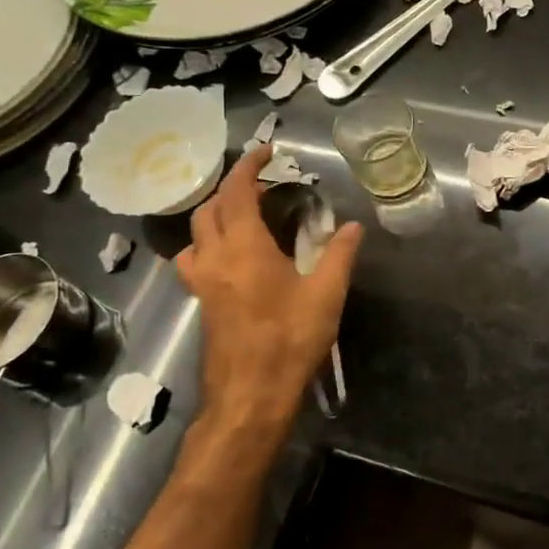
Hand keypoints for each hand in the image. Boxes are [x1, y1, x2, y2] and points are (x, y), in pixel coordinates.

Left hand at [174, 145, 362, 445]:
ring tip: (246, 218)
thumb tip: (353, 226)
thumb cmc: (289, 341)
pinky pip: (195, 259)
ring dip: (216, 215)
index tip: (265, 151)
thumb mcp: (326, 296)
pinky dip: (209, 243)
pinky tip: (233, 258)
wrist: (250, 397)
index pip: (237, 192)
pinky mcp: (202, 303)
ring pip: (196, 234)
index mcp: (244, 249)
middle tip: (264, 187)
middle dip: (232, 189)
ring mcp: (203, 283)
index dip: (247, 166)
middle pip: (209, 209)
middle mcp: (215, 258)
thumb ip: (339, 255)